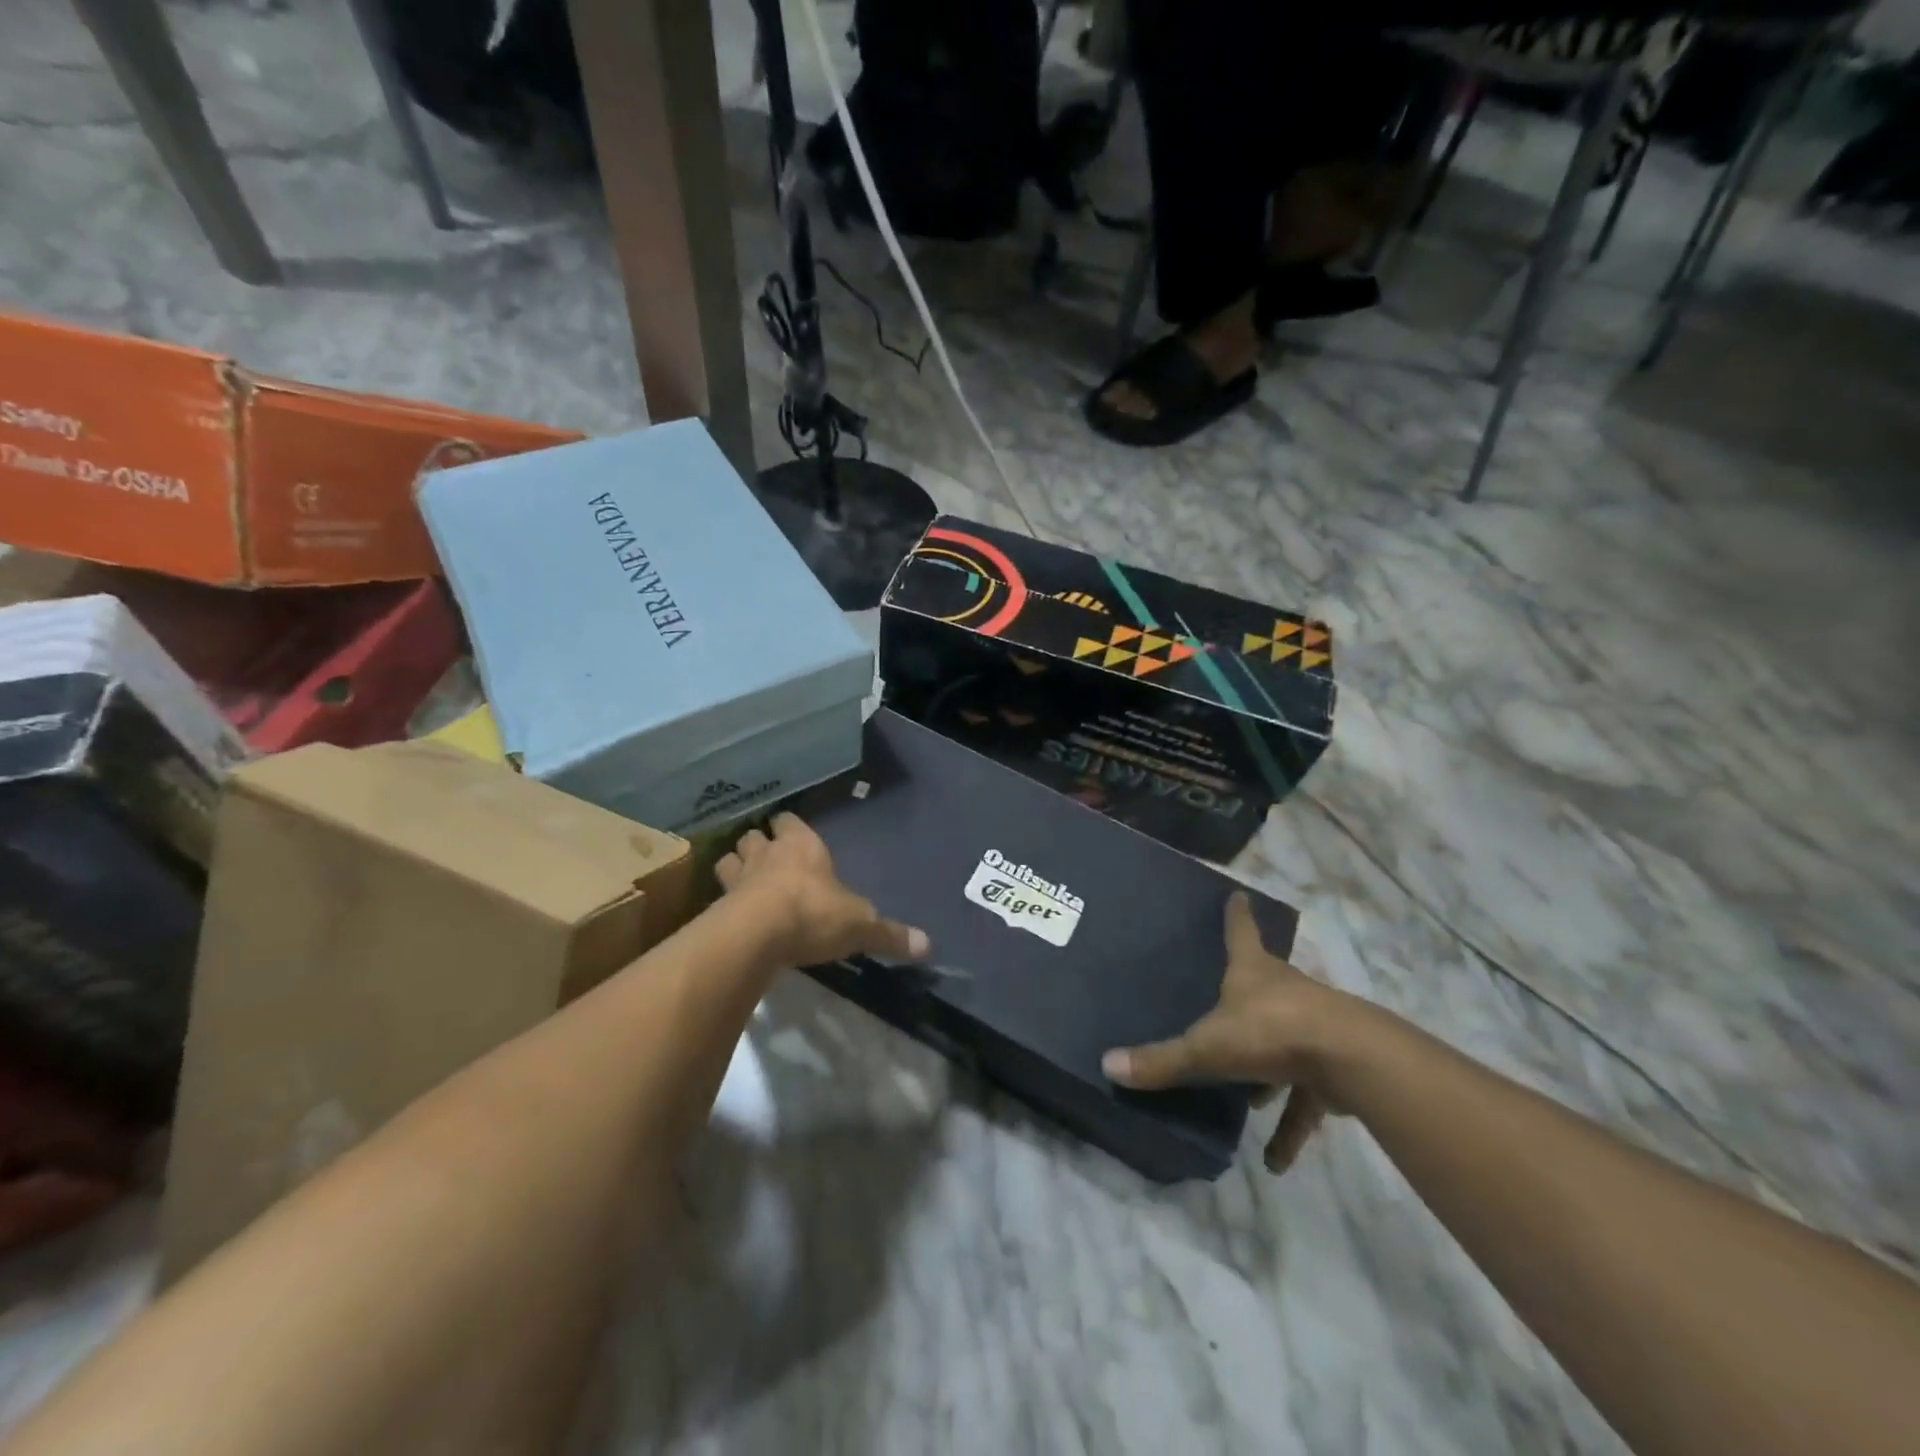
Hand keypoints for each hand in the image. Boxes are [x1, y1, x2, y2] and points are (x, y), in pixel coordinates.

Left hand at [716, 813, 929, 968]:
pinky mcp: (718, 907)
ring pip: (728, 860)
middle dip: (758, 844)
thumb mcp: (861, 926)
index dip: (789, 826)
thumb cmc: (815, 914)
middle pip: (753, 836)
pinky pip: (716, 896)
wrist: (758, 935)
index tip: (791, 833)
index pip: (790, 820)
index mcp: (803, 846)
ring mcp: (738, 878)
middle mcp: (768, 854)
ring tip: (743, 883)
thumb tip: (928, 946)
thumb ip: (890, 934)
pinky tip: (730, 916)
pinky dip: (722, 902)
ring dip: (734, 868)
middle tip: (765, 858)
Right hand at [1102, 892, 1354, 1174]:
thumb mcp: (1207, 1048)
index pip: (1240, 932)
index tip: (1238, 896)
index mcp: (1253, 972)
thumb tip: (1107, 1064)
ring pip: (1286, 1040)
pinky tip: (1276, 1163)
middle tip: (1228, 1001)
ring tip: (1248, 1101)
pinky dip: (1292, 1127)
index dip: (1236, 914)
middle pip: (1267, 981)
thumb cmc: (1269, 1033)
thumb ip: (1162, 1060)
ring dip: (1269, 1071)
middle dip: (1250, 989)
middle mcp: (1285, 990)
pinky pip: (1306, 1098)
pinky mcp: (1332, 1066)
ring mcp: (1313, 1025)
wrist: (1350, 1060)